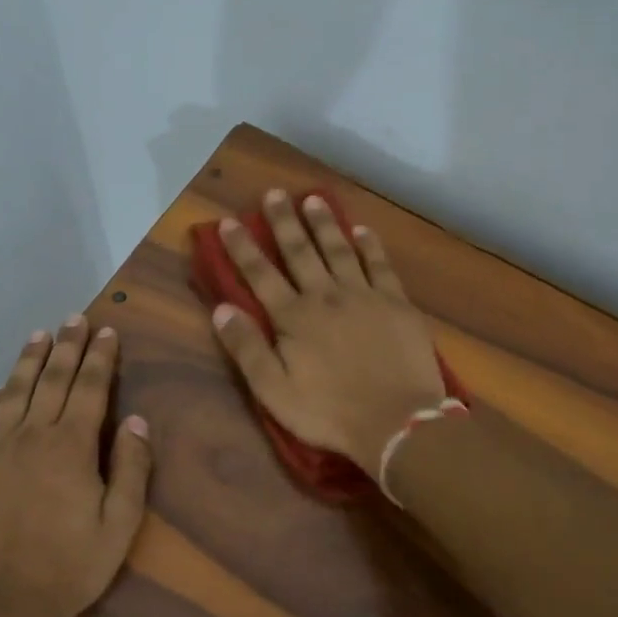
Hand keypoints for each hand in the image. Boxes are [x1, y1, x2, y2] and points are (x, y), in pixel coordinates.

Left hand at [0, 317, 153, 616]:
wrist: (2, 603)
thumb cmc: (71, 566)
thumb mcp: (120, 523)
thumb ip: (131, 468)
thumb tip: (136, 420)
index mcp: (72, 445)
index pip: (90, 388)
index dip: (100, 357)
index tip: (107, 331)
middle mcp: (32, 435)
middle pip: (52, 379)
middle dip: (67, 346)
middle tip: (75, 319)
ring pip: (14, 392)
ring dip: (29, 361)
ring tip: (39, 335)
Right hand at [210, 190, 447, 471]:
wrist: (397, 422)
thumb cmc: (329, 412)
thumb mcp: (274, 391)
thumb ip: (247, 348)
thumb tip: (221, 309)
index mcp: (294, 318)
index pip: (261, 275)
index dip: (242, 248)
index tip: (228, 222)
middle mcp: (326, 296)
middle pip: (300, 252)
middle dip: (284, 222)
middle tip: (274, 193)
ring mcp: (364, 296)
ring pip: (339, 250)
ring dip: (324, 224)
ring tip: (312, 199)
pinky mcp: (396, 303)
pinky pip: (380, 265)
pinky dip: (370, 246)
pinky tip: (362, 230)